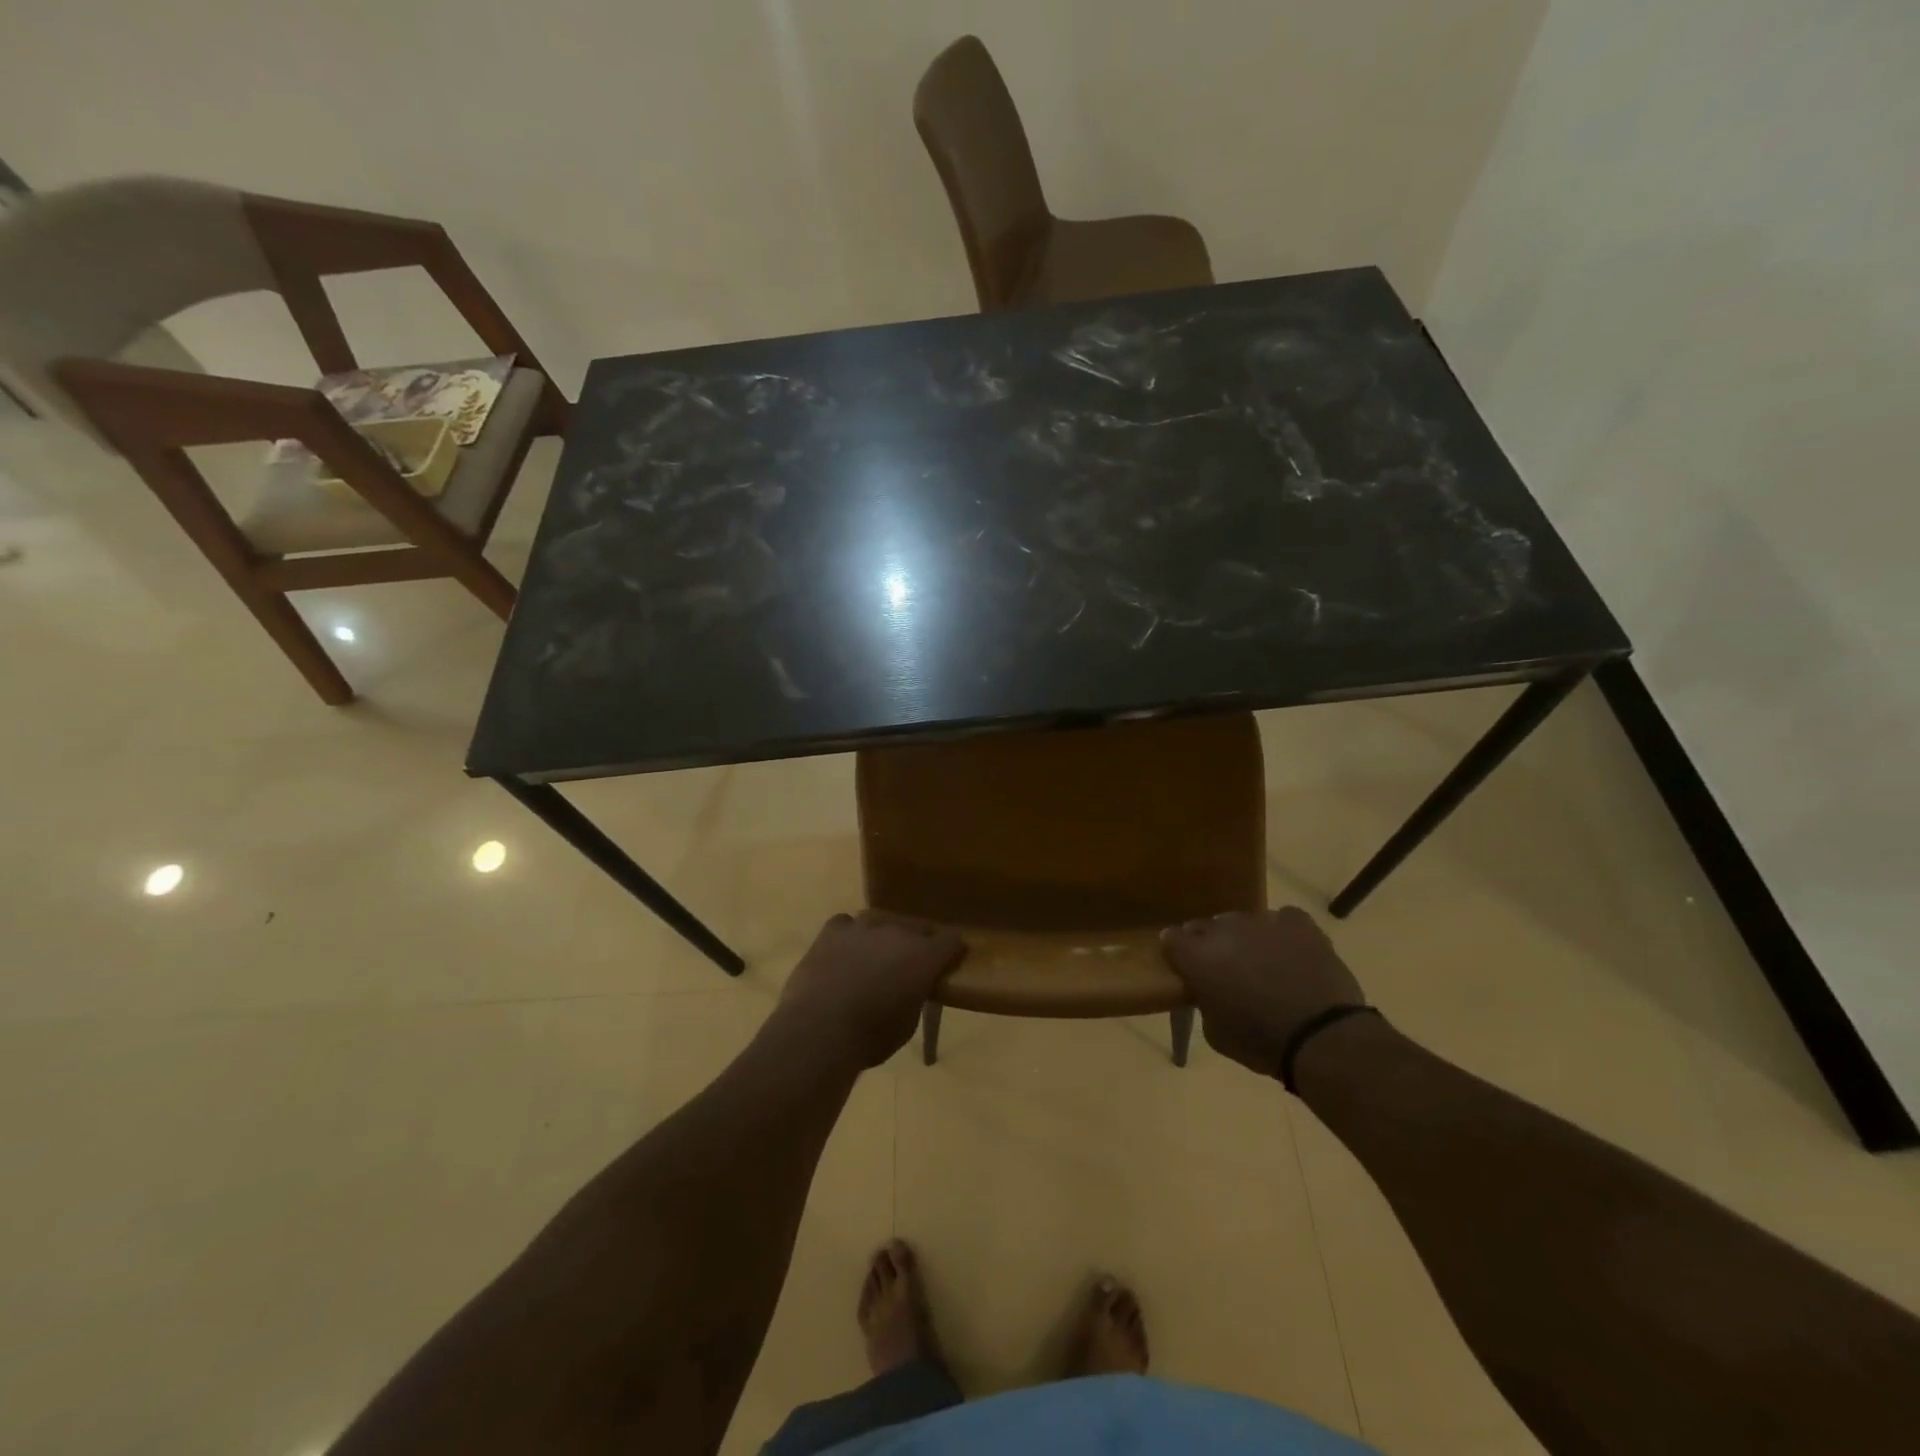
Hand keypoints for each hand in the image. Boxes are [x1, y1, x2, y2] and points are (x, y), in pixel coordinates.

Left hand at [776, 913, 966, 1068]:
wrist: (819, 1029)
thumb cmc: (871, 1037)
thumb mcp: (907, 1024)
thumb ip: (915, 996)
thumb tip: (910, 989)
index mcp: (924, 956)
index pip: (951, 939)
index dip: (952, 950)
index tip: (949, 961)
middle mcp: (898, 932)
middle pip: (916, 928)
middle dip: (916, 944)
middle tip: (907, 967)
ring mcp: (863, 926)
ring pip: (881, 922)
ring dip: (881, 938)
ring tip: (871, 960)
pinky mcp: (833, 929)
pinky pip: (846, 925)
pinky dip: (848, 937)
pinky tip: (841, 954)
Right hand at [1161, 907, 1365, 1077]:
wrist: (1320, 1036)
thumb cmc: (1260, 1042)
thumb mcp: (1215, 1033)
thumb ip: (1205, 1002)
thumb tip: (1208, 992)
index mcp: (1197, 956)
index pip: (1171, 938)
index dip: (1177, 951)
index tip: (1184, 964)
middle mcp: (1224, 930)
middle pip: (1208, 927)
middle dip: (1212, 945)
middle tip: (1225, 970)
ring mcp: (1262, 921)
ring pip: (1245, 923)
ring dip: (1247, 939)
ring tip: (1263, 964)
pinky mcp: (1297, 923)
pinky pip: (1283, 918)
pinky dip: (1283, 932)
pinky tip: (1291, 951)